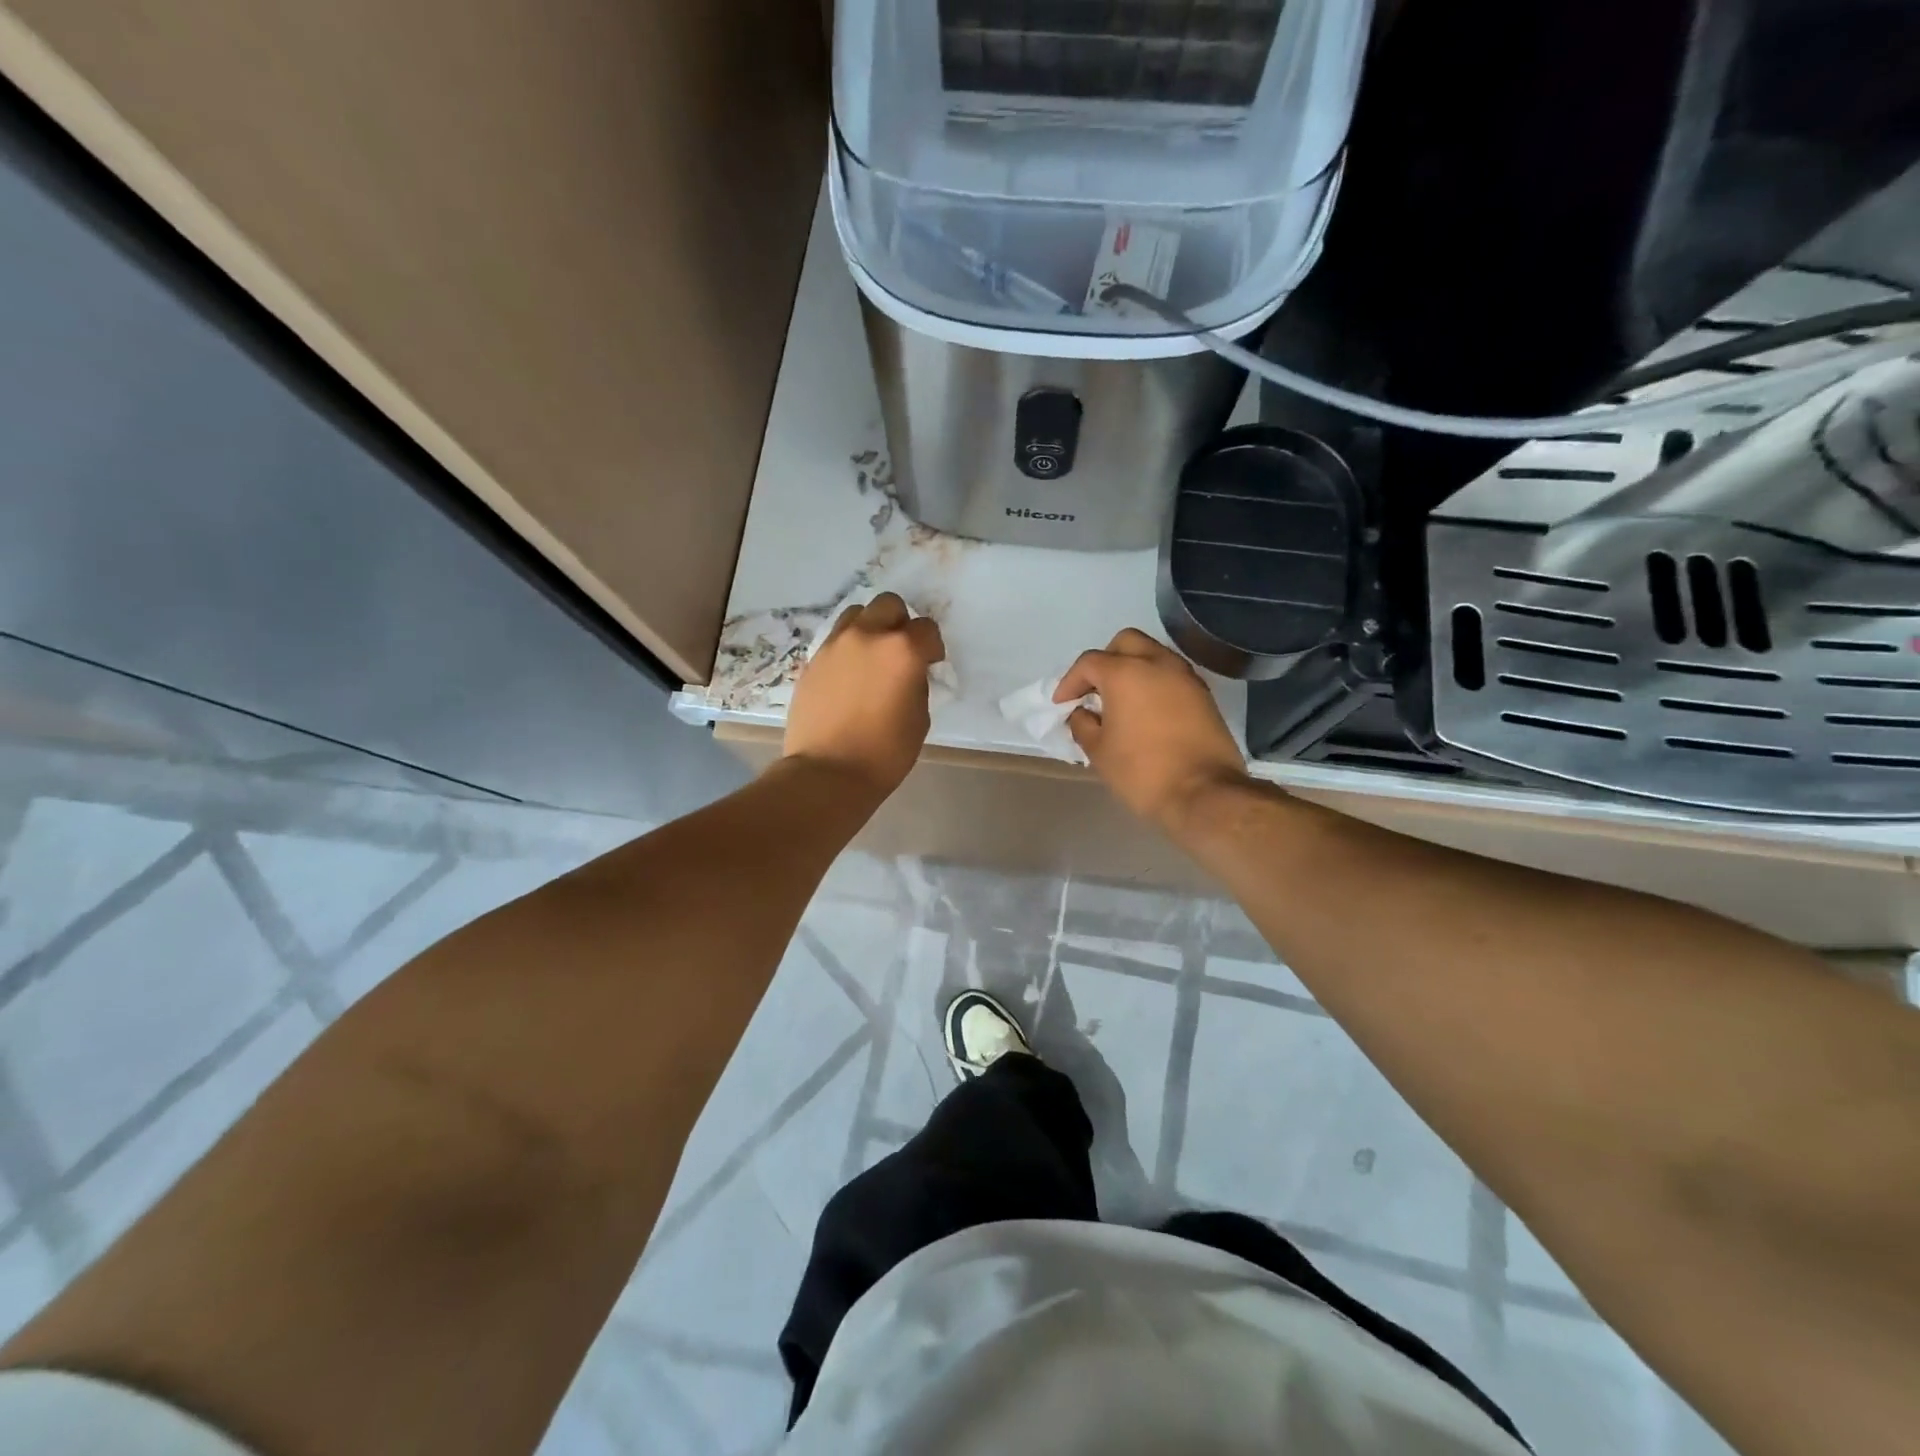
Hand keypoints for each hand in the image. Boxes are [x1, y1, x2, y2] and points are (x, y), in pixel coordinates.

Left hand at [783, 593, 944, 798]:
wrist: (828, 772)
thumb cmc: (885, 752)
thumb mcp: (919, 718)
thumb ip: (917, 683)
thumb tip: (909, 672)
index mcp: (902, 650)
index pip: (927, 628)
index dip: (933, 646)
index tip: (931, 664)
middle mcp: (868, 636)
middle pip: (889, 605)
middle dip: (900, 623)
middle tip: (901, 651)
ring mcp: (835, 644)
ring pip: (857, 613)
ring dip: (871, 627)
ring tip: (872, 656)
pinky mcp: (813, 659)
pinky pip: (836, 638)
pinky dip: (848, 646)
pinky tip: (850, 674)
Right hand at [1055, 629, 1247, 830]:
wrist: (1204, 794)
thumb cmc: (1142, 772)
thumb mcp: (1099, 751)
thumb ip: (1083, 724)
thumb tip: (1082, 713)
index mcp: (1126, 673)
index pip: (1089, 663)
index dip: (1070, 682)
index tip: (1062, 704)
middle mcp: (1158, 663)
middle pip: (1125, 642)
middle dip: (1105, 661)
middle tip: (1094, 690)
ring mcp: (1185, 677)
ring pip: (1153, 654)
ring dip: (1133, 668)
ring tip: (1120, 700)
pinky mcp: (1204, 695)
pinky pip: (1172, 675)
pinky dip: (1154, 683)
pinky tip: (1146, 711)